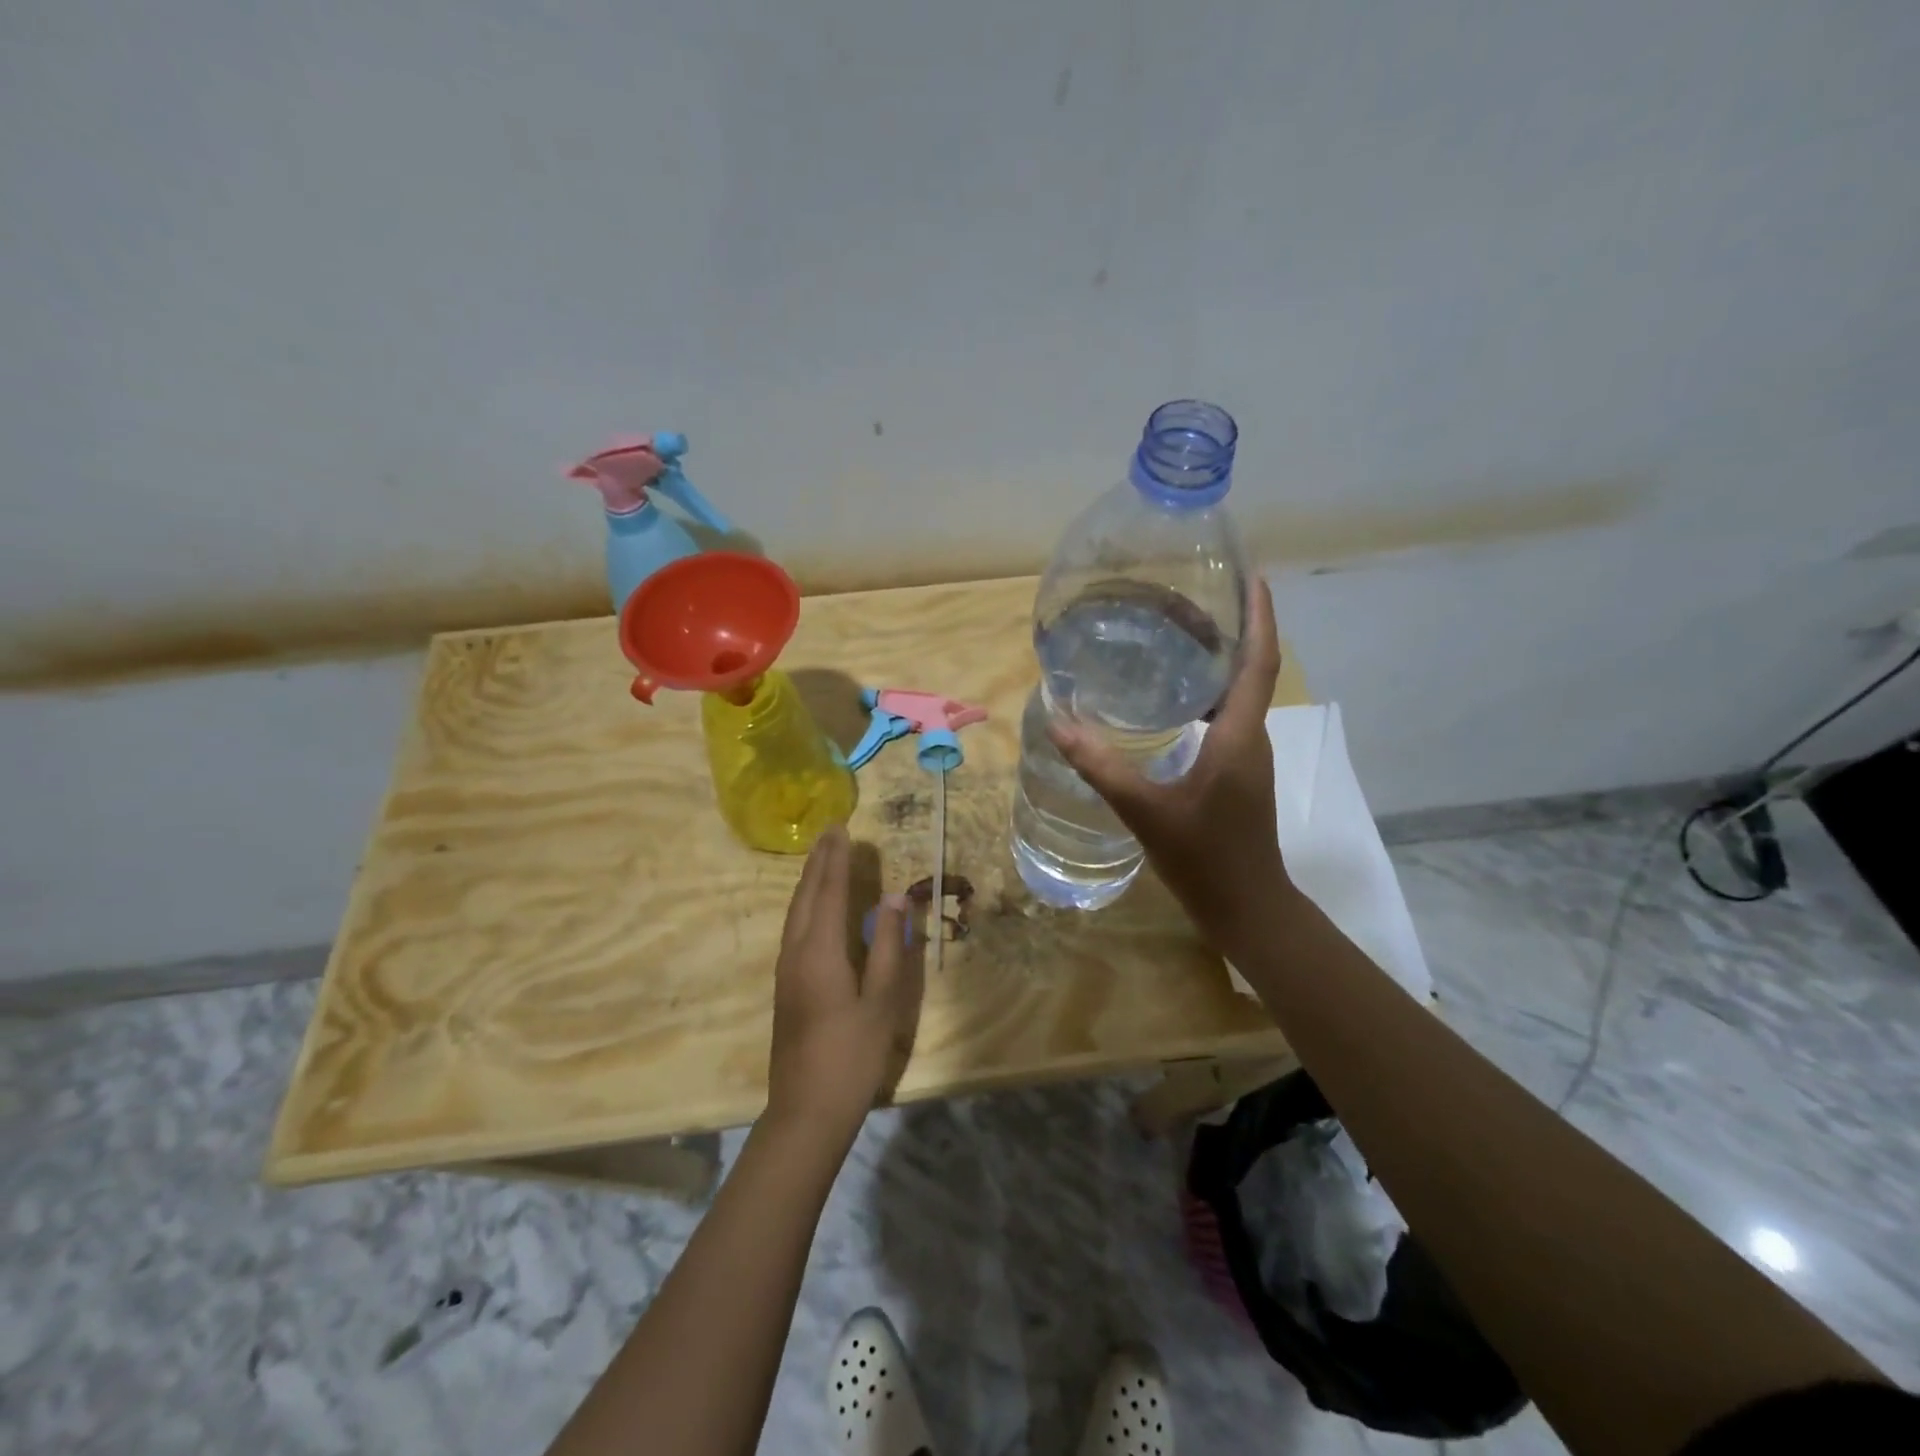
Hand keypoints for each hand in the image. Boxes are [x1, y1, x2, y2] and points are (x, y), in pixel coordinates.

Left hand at [765, 826, 923, 1142]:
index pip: (828, 892)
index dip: (836, 859)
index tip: (842, 828)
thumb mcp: (882, 1001)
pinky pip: (794, 928)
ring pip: (795, 912)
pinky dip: (806, 904)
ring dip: (809, 881)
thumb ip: (887, 945)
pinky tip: (814, 907)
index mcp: (820, 952)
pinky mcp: (786, 986)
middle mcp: (796, 952)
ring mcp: (786, 970)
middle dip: (819, 862)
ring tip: (823, 858)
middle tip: (831, 832)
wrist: (806, 1111)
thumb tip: (894, 897)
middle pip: (805, 896)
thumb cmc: (852, 1055)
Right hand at [1048, 575, 1291, 957]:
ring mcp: (1246, 756)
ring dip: (1215, 659)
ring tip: (1174, 635)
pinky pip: (1226, 716)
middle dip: (1227, 627)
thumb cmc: (1205, 859)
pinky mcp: (1236, 771)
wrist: (1247, 907)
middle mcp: (1251, 737)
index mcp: (1239, 736)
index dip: (1259, 616)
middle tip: (1184, 598)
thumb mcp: (1147, 811)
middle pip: (1248, 667)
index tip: (1252, 576)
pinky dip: (1204, 693)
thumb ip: (1103, 768)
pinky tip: (1169, 698)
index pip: (1259, 662)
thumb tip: (1060, 724)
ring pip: (1236, 692)